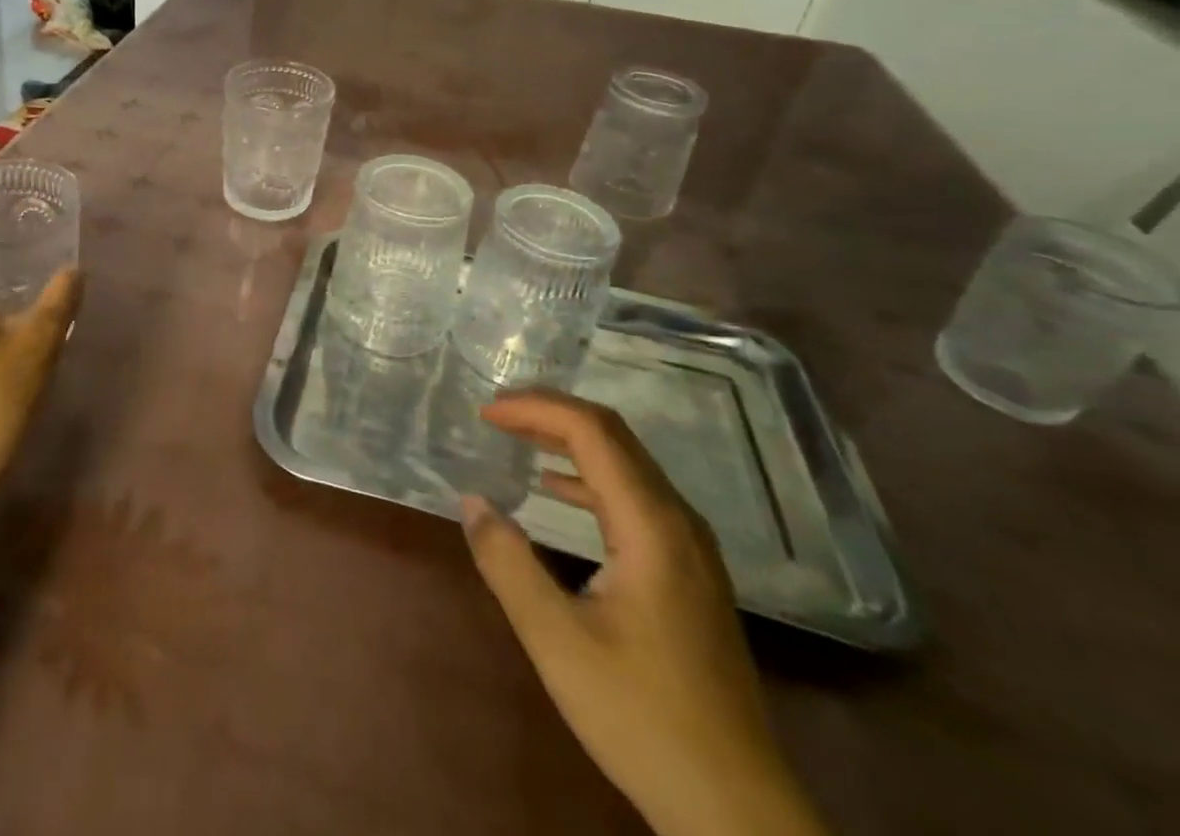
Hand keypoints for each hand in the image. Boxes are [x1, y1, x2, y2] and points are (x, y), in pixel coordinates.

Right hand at [460, 392, 828, 835]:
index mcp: (652, 526)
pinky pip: (634, 495)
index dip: (535, 410)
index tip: (486, 413)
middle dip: (550, 413)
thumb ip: (509, 564)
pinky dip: (587, 476)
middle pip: (613, 436)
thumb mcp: (557, 641)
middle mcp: (678, 521)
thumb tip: (472, 501)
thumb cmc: (641, 717)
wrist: (734, 808)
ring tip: (517, 437)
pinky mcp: (688, 572)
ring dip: (569, 440)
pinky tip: (555, 490)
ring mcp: (690, 547)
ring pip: (626, 463)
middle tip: (496, 413)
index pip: (592, 432)